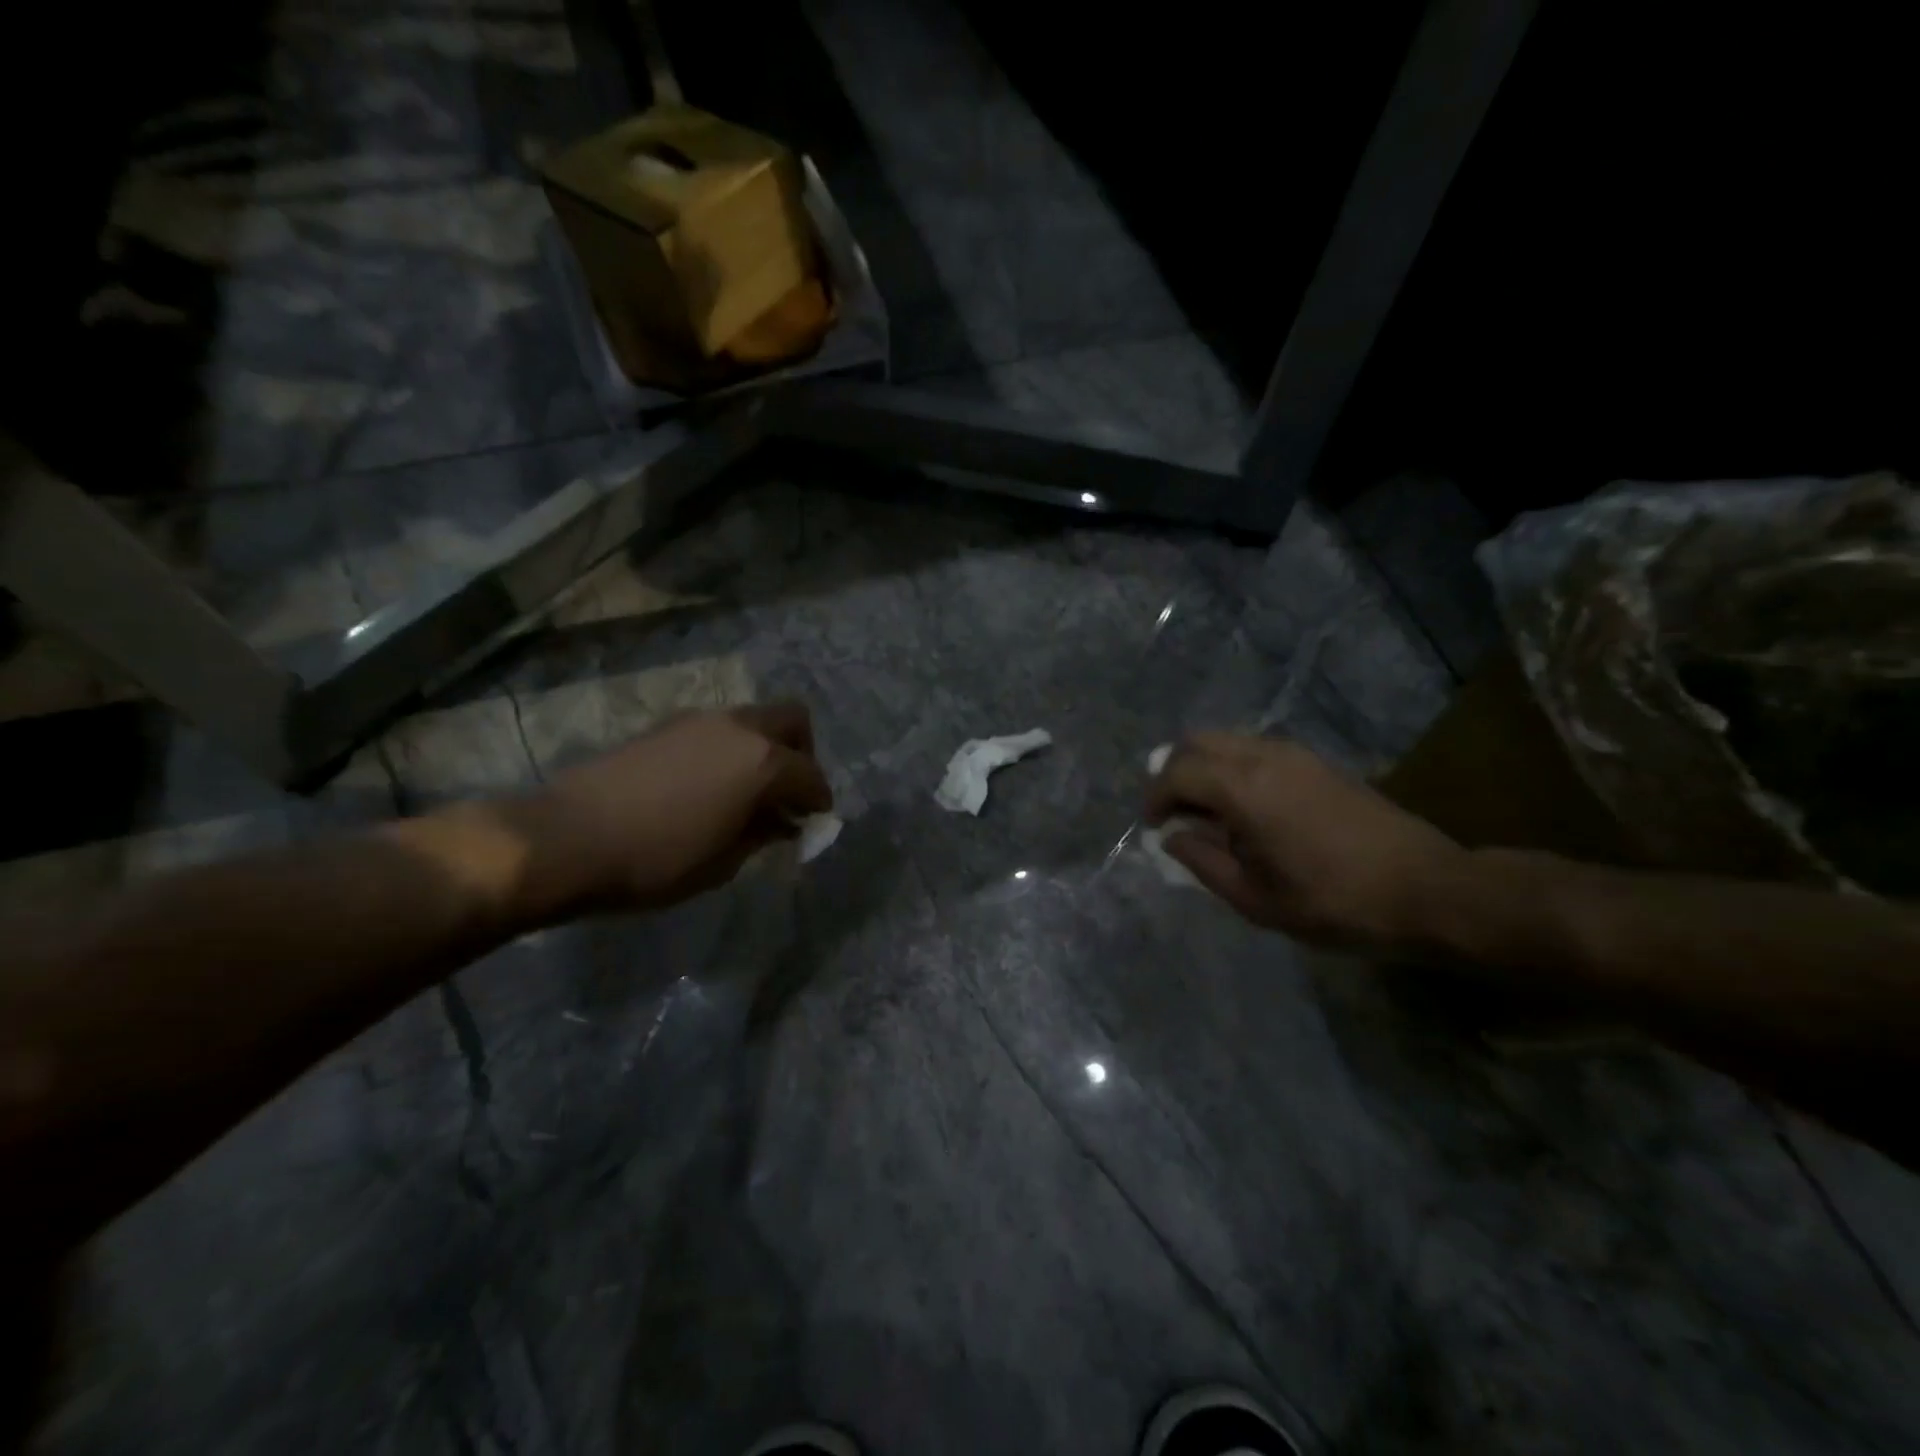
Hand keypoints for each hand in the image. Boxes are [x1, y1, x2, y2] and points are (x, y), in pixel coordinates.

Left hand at [511, 703, 832, 917]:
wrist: (567, 838)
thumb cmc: (657, 860)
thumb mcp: (724, 862)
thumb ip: (763, 834)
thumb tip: (782, 821)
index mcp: (763, 763)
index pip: (811, 775)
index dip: (818, 801)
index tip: (812, 823)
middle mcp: (739, 729)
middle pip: (792, 721)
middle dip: (802, 754)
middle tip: (787, 793)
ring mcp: (700, 721)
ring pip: (752, 721)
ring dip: (763, 749)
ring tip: (746, 793)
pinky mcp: (666, 726)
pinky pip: (718, 729)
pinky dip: (730, 750)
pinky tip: (708, 786)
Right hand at [1145, 733, 1462, 950]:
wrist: (1427, 889)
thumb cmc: (1334, 902)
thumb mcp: (1256, 899)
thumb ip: (1203, 862)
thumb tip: (1173, 837)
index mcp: (1244, 788)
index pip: (1177, 772)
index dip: (1155, 797)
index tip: (1153, 827)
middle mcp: (1264, 756)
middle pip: (1197, 742)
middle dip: (1173, 772)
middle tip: (1174, 812)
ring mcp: (1294, 753)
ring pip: (1227, 740)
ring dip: (1204, 767)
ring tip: (1207, 813)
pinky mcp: (1316, 761)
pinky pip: (1254, 748)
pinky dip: (1232, 767)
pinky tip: (1244, 807)